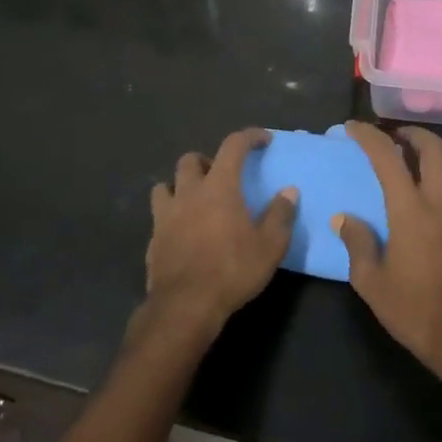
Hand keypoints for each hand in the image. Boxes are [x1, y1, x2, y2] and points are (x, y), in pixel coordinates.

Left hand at [145, 128, 296, 331]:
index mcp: (219, 187)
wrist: (186, 305)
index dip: (249, 137)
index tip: (263, 140)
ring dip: (181, 185)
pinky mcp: (153, 237)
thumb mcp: (270, 246)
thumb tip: (289, 192)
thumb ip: (280, 215)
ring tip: (196, 200)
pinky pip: (159, 214)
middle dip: (207, 160)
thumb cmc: (233, 270)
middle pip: (190, 159)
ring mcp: (165, 214)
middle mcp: (188, 192)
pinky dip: (171, 214)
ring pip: (166, 184)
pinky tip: (182, 231)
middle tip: (222, 176)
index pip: (233, 146)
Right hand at [333, 121, 441, 372]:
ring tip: (407, 172)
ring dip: (428, 162)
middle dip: (413, 133)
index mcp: (411, 210)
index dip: (369, 136)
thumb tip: (346, 219)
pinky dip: (438, 188)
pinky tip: (425, 209)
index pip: (388, 157)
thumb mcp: (370, 280)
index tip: (353, 128)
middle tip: (394, 136)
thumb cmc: (413, 309)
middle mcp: (441, 203)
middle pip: (435, 149)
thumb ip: (357, 242)